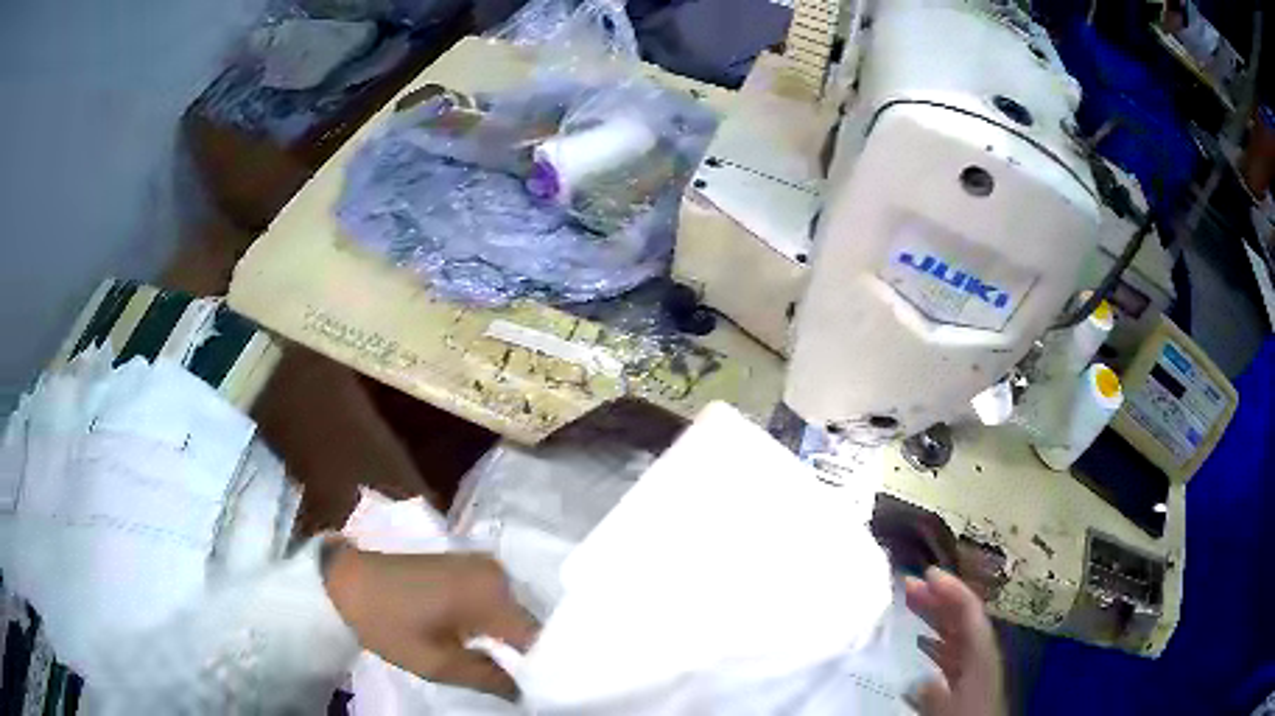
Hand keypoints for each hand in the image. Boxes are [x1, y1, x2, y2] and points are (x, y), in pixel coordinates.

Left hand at [324, 545, 537, 698]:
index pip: (538, 637)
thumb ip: (488, 679)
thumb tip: (525, 692)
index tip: (541, 690)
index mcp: (490, 594)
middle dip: (529, 654)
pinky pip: (499, 601)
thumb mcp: (436, 663)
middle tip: (522, 684)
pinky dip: (499, 625)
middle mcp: (497, 574)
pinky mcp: (471, 567)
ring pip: (516, 614)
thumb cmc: (388, 623)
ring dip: (514, 641)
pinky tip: (490, 645)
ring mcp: (483, 566)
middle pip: (529, 623)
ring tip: (509, 669)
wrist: (349, 580)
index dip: (542, 667)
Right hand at [904, 567, 1004, 715]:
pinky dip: (933, 640)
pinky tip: (919, 643)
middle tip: (909, 584)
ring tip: (910, 604)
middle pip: (961, 617)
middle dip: (937, 598)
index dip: (951, 590)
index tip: (927, 574)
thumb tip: (916, 680)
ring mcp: (973, 666)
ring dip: (934, 616)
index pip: (969, 611)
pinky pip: (949, 651)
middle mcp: (979, 652)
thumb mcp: (951, 710)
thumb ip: (936, 695)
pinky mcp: (965, 680)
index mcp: (981, 652)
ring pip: (954, 633)